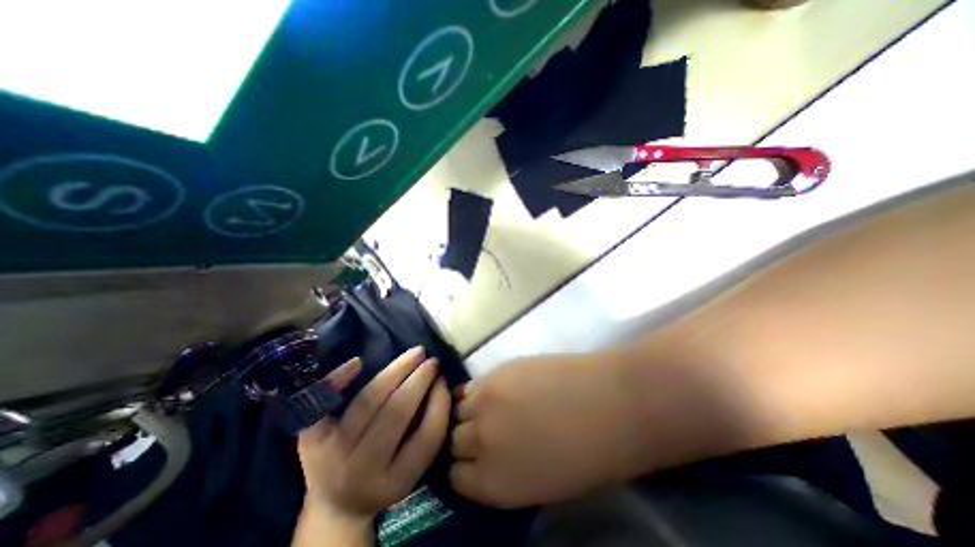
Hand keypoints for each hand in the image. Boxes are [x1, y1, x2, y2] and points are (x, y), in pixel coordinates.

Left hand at [299, 351, 450, 525]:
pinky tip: (358, 362)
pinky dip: (337, 380)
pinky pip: (320, 405)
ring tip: (415, 354)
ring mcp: (331, 453)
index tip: (443, 380)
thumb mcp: (412, 468)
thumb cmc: (385, 479)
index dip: (439, 403)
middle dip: (418, 381)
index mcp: (394, 481)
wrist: (336, 506)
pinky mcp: (310, 439)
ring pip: (367, 401)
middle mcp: (361, 469)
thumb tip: (436, 385)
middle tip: (432, 361)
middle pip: (395, 414)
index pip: (425, 437)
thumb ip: (427, 432)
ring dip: (395, 371)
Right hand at [447, 355, 632, 507]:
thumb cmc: (585, 455)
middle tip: (484, 431)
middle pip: (452, 439)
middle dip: (465, 438)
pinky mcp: (496, 371)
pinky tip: (498, 390)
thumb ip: (504, 474)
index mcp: (493, 482)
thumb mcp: (539, 485)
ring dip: (470, 411)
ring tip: (490, 408)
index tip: (474, 460)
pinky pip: (473, 385)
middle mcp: (480, 440)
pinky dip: (479, 391)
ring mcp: (485, 400)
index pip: (455, 476)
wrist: (607, 404)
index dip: (465, 467)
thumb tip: (488, 457)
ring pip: (458, 408)